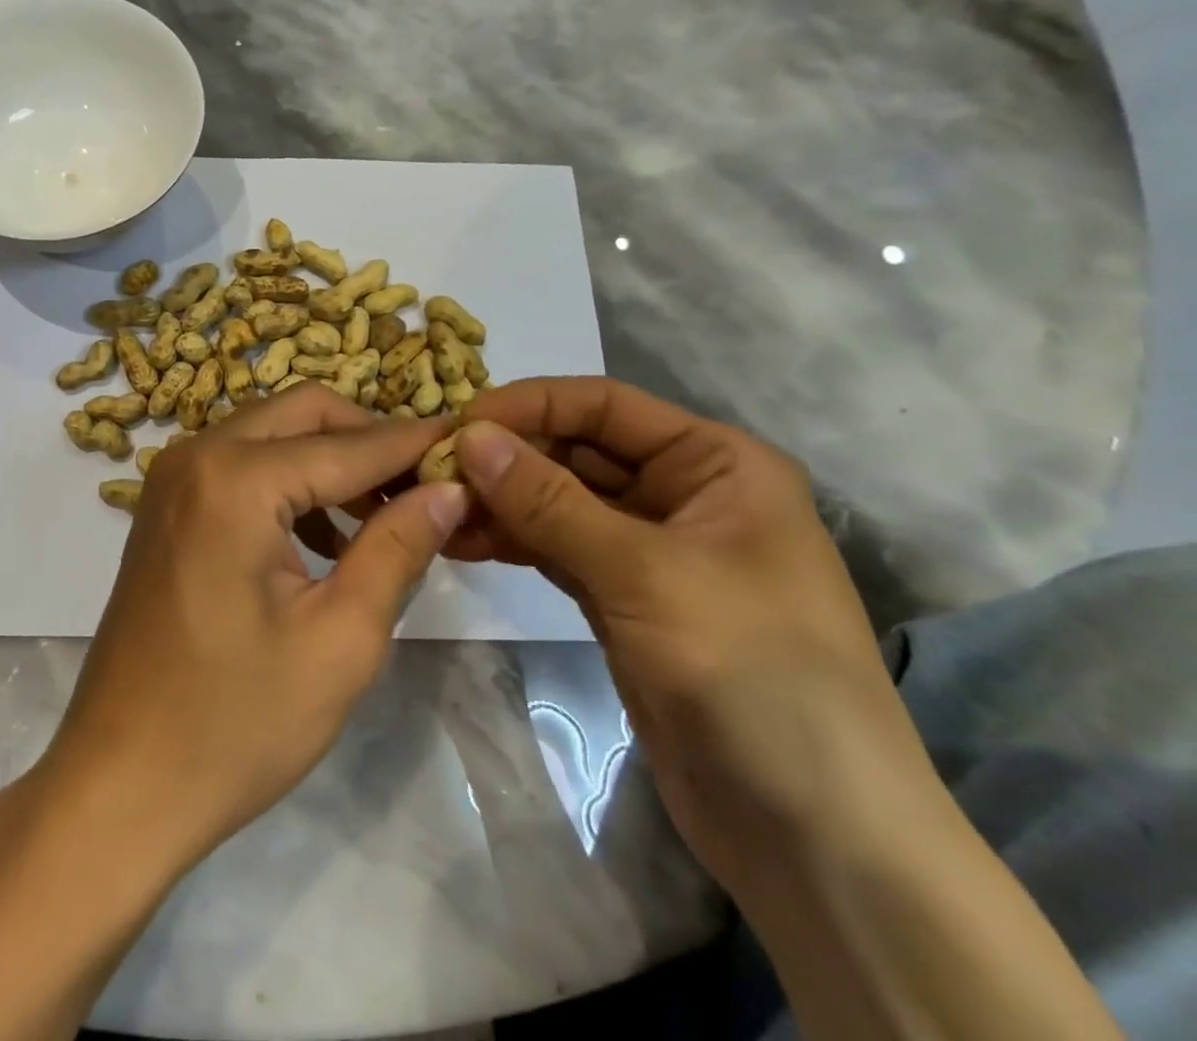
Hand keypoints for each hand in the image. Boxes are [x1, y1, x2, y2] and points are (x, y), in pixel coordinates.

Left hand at [34, 386, 468, 873]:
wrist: (120, 783)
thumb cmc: (235, 724)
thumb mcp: (340, 639)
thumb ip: (397, 547)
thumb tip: (449, 487)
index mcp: (235, 479)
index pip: (349, 444)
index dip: (414, 446)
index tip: (471, 448)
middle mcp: (196, 454)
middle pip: (304, 412)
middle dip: (369, 440)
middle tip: (424, 488)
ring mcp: (172, 477)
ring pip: (272, 432)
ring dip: (330, 460)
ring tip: (384, 520)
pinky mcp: (165, 506)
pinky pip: (241, 464)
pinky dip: (289, 482)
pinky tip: (325, 540)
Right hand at [447, 378, 934, 897]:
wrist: (815, 840)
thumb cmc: (753, 675)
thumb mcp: (645, 573)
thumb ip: (549, 501)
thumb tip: (469, 437)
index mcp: (715, 463)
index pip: (603, 405)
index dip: (528, 405)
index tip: (457, 425)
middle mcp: (682, 493)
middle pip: (574, 451)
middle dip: (505, 458)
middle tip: (430, 473)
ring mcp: (649, 550)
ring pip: (557, 502)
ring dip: (499, 501)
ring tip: (433, 510)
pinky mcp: (622, 599)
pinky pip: (555, 549)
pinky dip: (511, 542)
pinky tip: (460, 542)